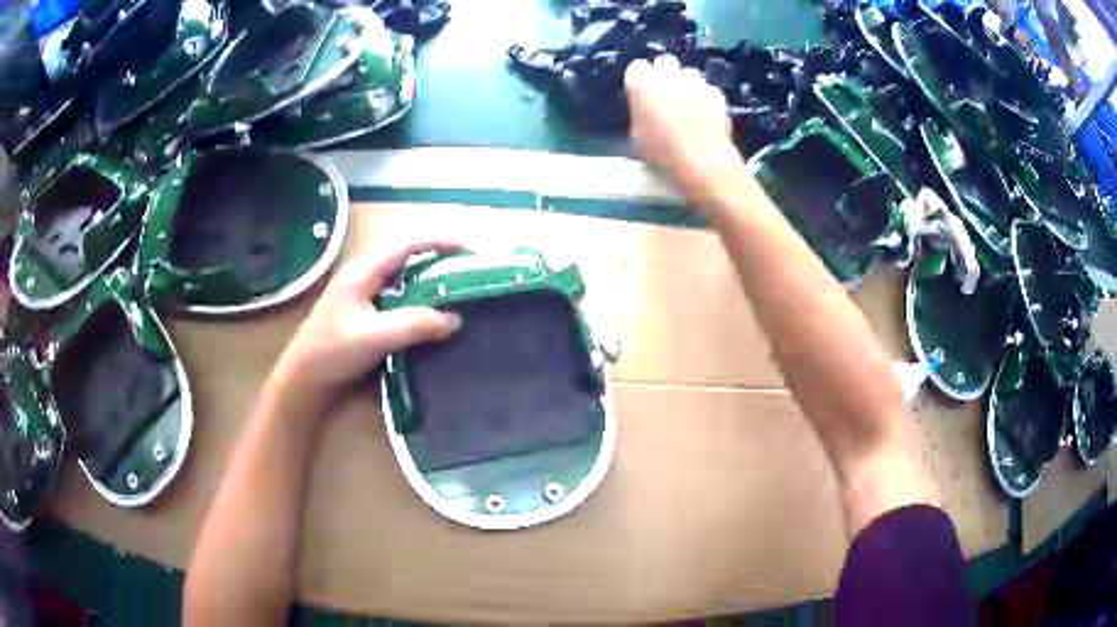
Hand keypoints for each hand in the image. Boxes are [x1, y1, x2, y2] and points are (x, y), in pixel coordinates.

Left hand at [272, 240, 462, 408]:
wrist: (303, 381)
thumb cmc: (333, 353)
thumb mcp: (376, 337)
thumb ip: (416, 324)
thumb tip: (455, 319)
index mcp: (362, 272)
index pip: (404, 245)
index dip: (436, 242)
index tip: (465, 247)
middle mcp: (361, 277)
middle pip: (403, 258)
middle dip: (433, 259)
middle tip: (462, 269)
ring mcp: (359, 296)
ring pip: (398, 279)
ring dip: (424, 280)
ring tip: (452, 289)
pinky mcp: (360, 315)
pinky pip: (394, 298)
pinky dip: (414, 299)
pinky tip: (426, 315)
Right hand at [625, 55, 743, 202]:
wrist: (702, 164)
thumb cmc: (661, 155)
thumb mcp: (636, 137)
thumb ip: (639, 114)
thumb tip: (644, 109)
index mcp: (641, 83)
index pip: (637, 67)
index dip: (639, 80)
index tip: (641, 92)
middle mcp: (668, 74)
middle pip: (664, 62)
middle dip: (664, 74)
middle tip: (665, 94)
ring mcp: (695, 81)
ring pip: (688, 73)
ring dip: (686, 83)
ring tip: (687, 103)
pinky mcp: (716, 92)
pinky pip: (707, 89)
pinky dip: (705, 97)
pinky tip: (705, 114)